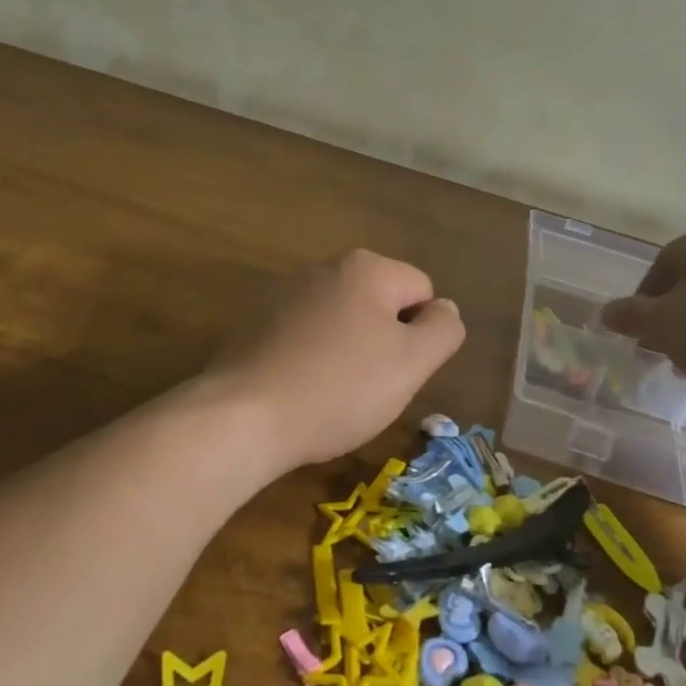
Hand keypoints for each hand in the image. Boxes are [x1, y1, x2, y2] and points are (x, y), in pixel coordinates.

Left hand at [209, 249, 464, 472]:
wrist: (241, 418)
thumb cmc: (339, 388)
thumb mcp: (412, 363)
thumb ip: (444, 329)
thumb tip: (444, 309)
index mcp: (366, 268)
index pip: (422, 291)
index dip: (420, 336)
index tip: (397, 371)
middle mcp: (324, 267)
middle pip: (380, 303)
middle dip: (383, 341)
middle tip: (369, 386)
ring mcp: (283, 293)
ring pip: (341, 321)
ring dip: (347, 351)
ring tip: (331, 393)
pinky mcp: (253, 322)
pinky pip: (304, 336)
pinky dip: (310, 358)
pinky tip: (298, 390)